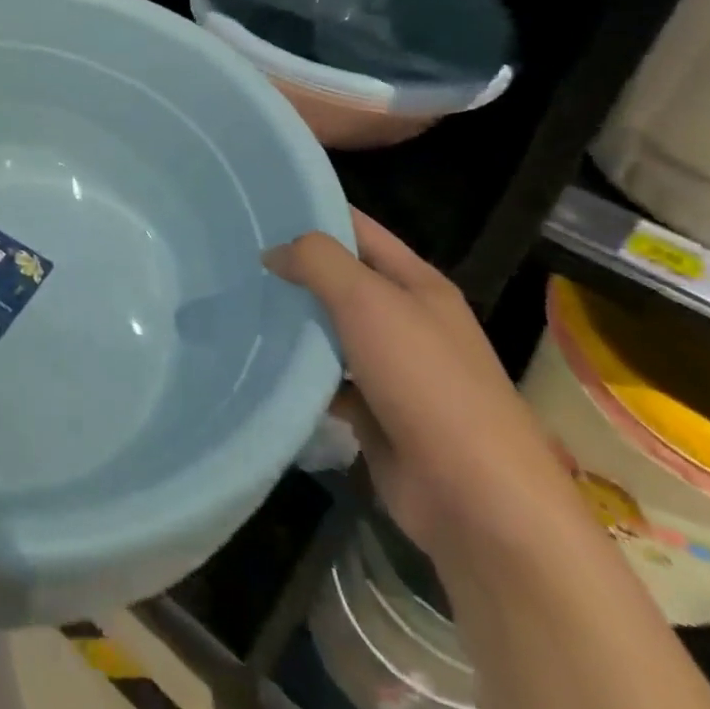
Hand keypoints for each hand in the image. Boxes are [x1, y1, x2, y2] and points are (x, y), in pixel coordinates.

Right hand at [269, 213, 586, 570]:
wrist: (479, 503)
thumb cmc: (428, 383)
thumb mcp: (369, 302)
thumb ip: (318, 261)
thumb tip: (274, 252)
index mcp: (417, 284)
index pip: (356, 228)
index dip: (311, 211)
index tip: (256, 205)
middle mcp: (406, 320)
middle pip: (339, 278)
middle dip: (291, 267)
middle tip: (230, 254)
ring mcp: (392, 370)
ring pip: (329, 329)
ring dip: (291, 320)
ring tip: (234, 302)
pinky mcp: (375, 413)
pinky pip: (326, 379)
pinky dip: (297, 371)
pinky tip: (257, 361)